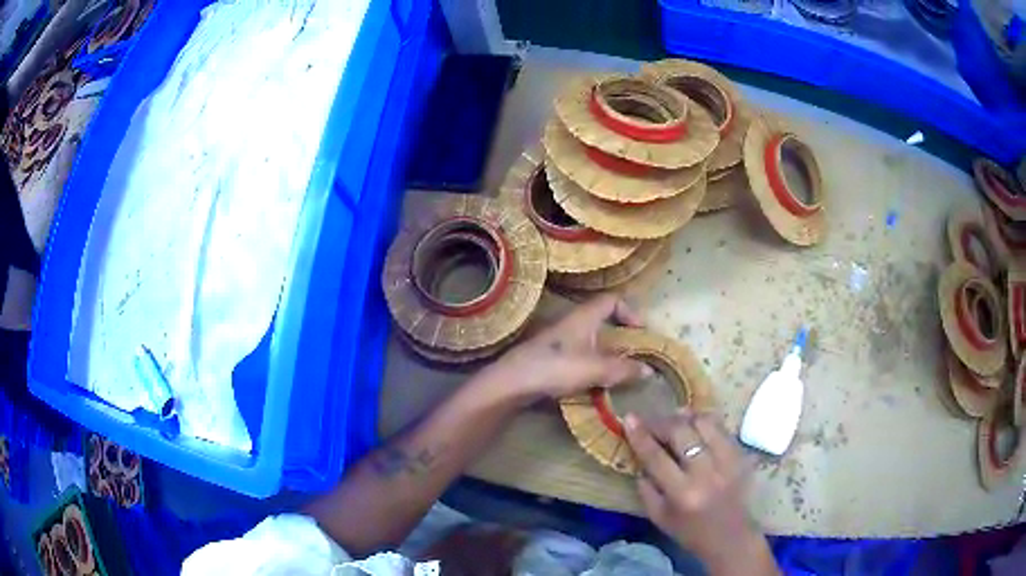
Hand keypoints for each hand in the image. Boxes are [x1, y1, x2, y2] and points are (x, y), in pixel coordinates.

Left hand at [481, 294, 650, 403]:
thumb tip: (648, 370)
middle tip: (635, 353)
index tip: (641, 331)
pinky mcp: (552, 357)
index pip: (612, 300)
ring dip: (607, 352)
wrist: (513, 382)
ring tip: (620, 371)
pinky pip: (580, 354)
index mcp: (584, 317)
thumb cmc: (556, 368)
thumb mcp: (595, 369)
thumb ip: (623, 369)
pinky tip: (596, 381)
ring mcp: (561, 340)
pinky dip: (593, 364)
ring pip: (591, 339)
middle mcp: (573, 323)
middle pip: (603, 320)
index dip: (630, 311)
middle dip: (621, 335)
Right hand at [625, 410, 779, 575]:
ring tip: (675, 419)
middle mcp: (706, 474)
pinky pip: (722, 428)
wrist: (731, 537)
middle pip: (681, 432)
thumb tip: (640, 457)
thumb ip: (646, 487)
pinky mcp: (741, 455)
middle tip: (652, 422)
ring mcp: (728, 461)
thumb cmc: (690, 531)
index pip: (656, 456)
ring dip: (686, 417)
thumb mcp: (658, 517)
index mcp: (682, 494)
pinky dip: (706, 422)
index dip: (640, 435)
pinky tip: (696, 425)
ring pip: (705, 422)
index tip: (630, 418)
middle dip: (662, 422)